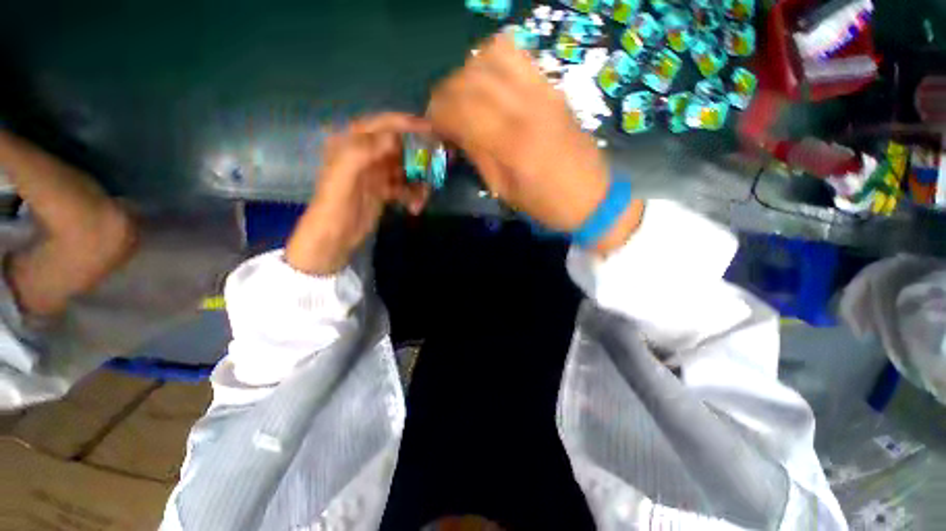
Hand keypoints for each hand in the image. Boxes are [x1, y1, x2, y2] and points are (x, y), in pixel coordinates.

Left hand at [285, 113, 430, 274]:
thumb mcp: (344, 174)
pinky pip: (405, 187)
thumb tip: (393, 138)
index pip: (382, 125)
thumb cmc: (335, 203)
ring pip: (406, 169)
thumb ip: (364, 151)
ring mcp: (377, 172)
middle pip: (399, 147)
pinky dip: (413, 196)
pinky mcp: (384, 189)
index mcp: (352, 142)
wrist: (335, 234)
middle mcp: (367, 153)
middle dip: (419, 157)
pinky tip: (415, 207)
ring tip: (424, 197)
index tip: (431, 129)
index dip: (406, 124)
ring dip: (418, 182)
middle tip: (437, 165)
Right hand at [429, 34, 613, 230]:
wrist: (592, 197)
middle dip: (446, 93)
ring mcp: (543, 92)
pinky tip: (490, 85)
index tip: (433, 126)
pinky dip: (493, 61)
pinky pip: (518, 55)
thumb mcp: (505, 191)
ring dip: (468, 72)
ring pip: (492, 55)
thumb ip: (478, 156)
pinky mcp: (553, 88)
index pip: (460, 109)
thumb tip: (454, 132)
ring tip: (466, 97)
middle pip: (470, 78)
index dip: (437, 113)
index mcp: (512, 144)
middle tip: (444, 114)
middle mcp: (526, 108)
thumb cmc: (545, 204)